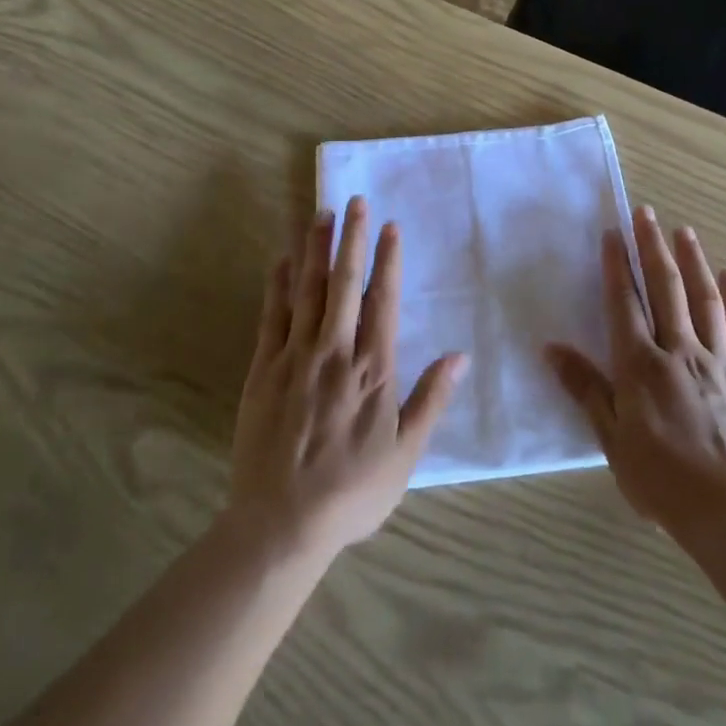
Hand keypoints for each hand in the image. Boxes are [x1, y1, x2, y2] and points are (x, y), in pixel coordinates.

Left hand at [228, 197, 467, 564]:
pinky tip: (282, 260)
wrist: (281, 524)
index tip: (390, 227)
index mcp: (373, 369)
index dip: (388, 260)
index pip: (384, 300)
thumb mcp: (406, 453)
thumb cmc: (352, 491)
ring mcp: (296, 356)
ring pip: (308, 290)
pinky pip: (272, 316)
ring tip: (320, 215)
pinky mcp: (264, 369)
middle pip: (345, 283)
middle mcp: (335, 351)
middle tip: (355, 202)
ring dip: (315, 250)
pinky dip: (278, 285)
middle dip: (351, 239)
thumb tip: (460, 355)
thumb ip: (432, 399)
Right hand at [546, 205, 725, 544]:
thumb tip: (552, 348)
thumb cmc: (663, 481)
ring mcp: (718, 361)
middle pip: (665, 288)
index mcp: (640, 365)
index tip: (613, 232)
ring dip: (693, 262)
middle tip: (646, 213)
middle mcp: (678, 350)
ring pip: (703, 300)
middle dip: (652, 247)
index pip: (624, 302)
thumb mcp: (613, 440)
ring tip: (684, 232)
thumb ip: (585, 389)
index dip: (617, 265)